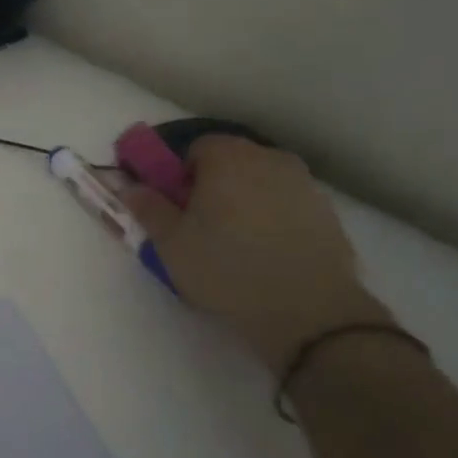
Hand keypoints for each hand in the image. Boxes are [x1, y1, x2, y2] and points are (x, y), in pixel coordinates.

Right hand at [121, 137, 391, 375]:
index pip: (197, 147)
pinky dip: (274, 219)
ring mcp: (304, 184)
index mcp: (228, 158)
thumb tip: (130, 186)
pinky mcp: (327, 213)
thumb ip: (148, 208)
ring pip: (262, 183)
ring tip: (237, 244)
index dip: (181, 175)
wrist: (308, 311)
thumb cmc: (226, 269)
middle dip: (214, 185)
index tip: (178, 207)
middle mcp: (269, 159)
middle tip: (202, 226)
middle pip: (232, 161)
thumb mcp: (171, 243)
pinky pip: (287, 205)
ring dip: (246, 201)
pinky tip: (268, 255)